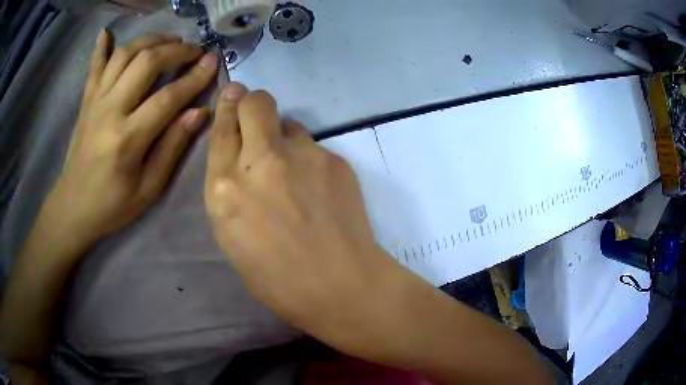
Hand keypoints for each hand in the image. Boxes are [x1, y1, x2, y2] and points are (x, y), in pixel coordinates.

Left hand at [51, 30, 216, 242]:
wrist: (73, 207)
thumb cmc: (112, 204)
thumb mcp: (148, 188)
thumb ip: (172, 147)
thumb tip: (199, 112)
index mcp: (127, 139)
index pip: (167, 97)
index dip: (194, 78)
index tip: (213, 63)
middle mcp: (110, 111)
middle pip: (146, 63)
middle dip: (175, 50)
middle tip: (193, 50)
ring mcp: (95, 102)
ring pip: (124, 55)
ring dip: (150, 41)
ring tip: (168, 41)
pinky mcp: (86, 101)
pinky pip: (94, 67)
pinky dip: (102, 47)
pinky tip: (107, 33)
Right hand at [204, 83, 406, 350]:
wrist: (339, 285)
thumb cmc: (276, 277)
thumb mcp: (231, 236)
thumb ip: (230, 190)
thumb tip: (239, 158)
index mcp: (224, 188)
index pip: (222, 129)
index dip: (227, 107)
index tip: (232, 94)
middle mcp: (260, 161)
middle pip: (255, 103)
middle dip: (253, 103)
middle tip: (257, 117)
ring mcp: (302, 156)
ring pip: (289, 124)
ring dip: (284, 139)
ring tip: (295, 174)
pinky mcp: (334, 159)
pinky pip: (315, 147)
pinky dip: (310, 160)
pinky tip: (319, 191)